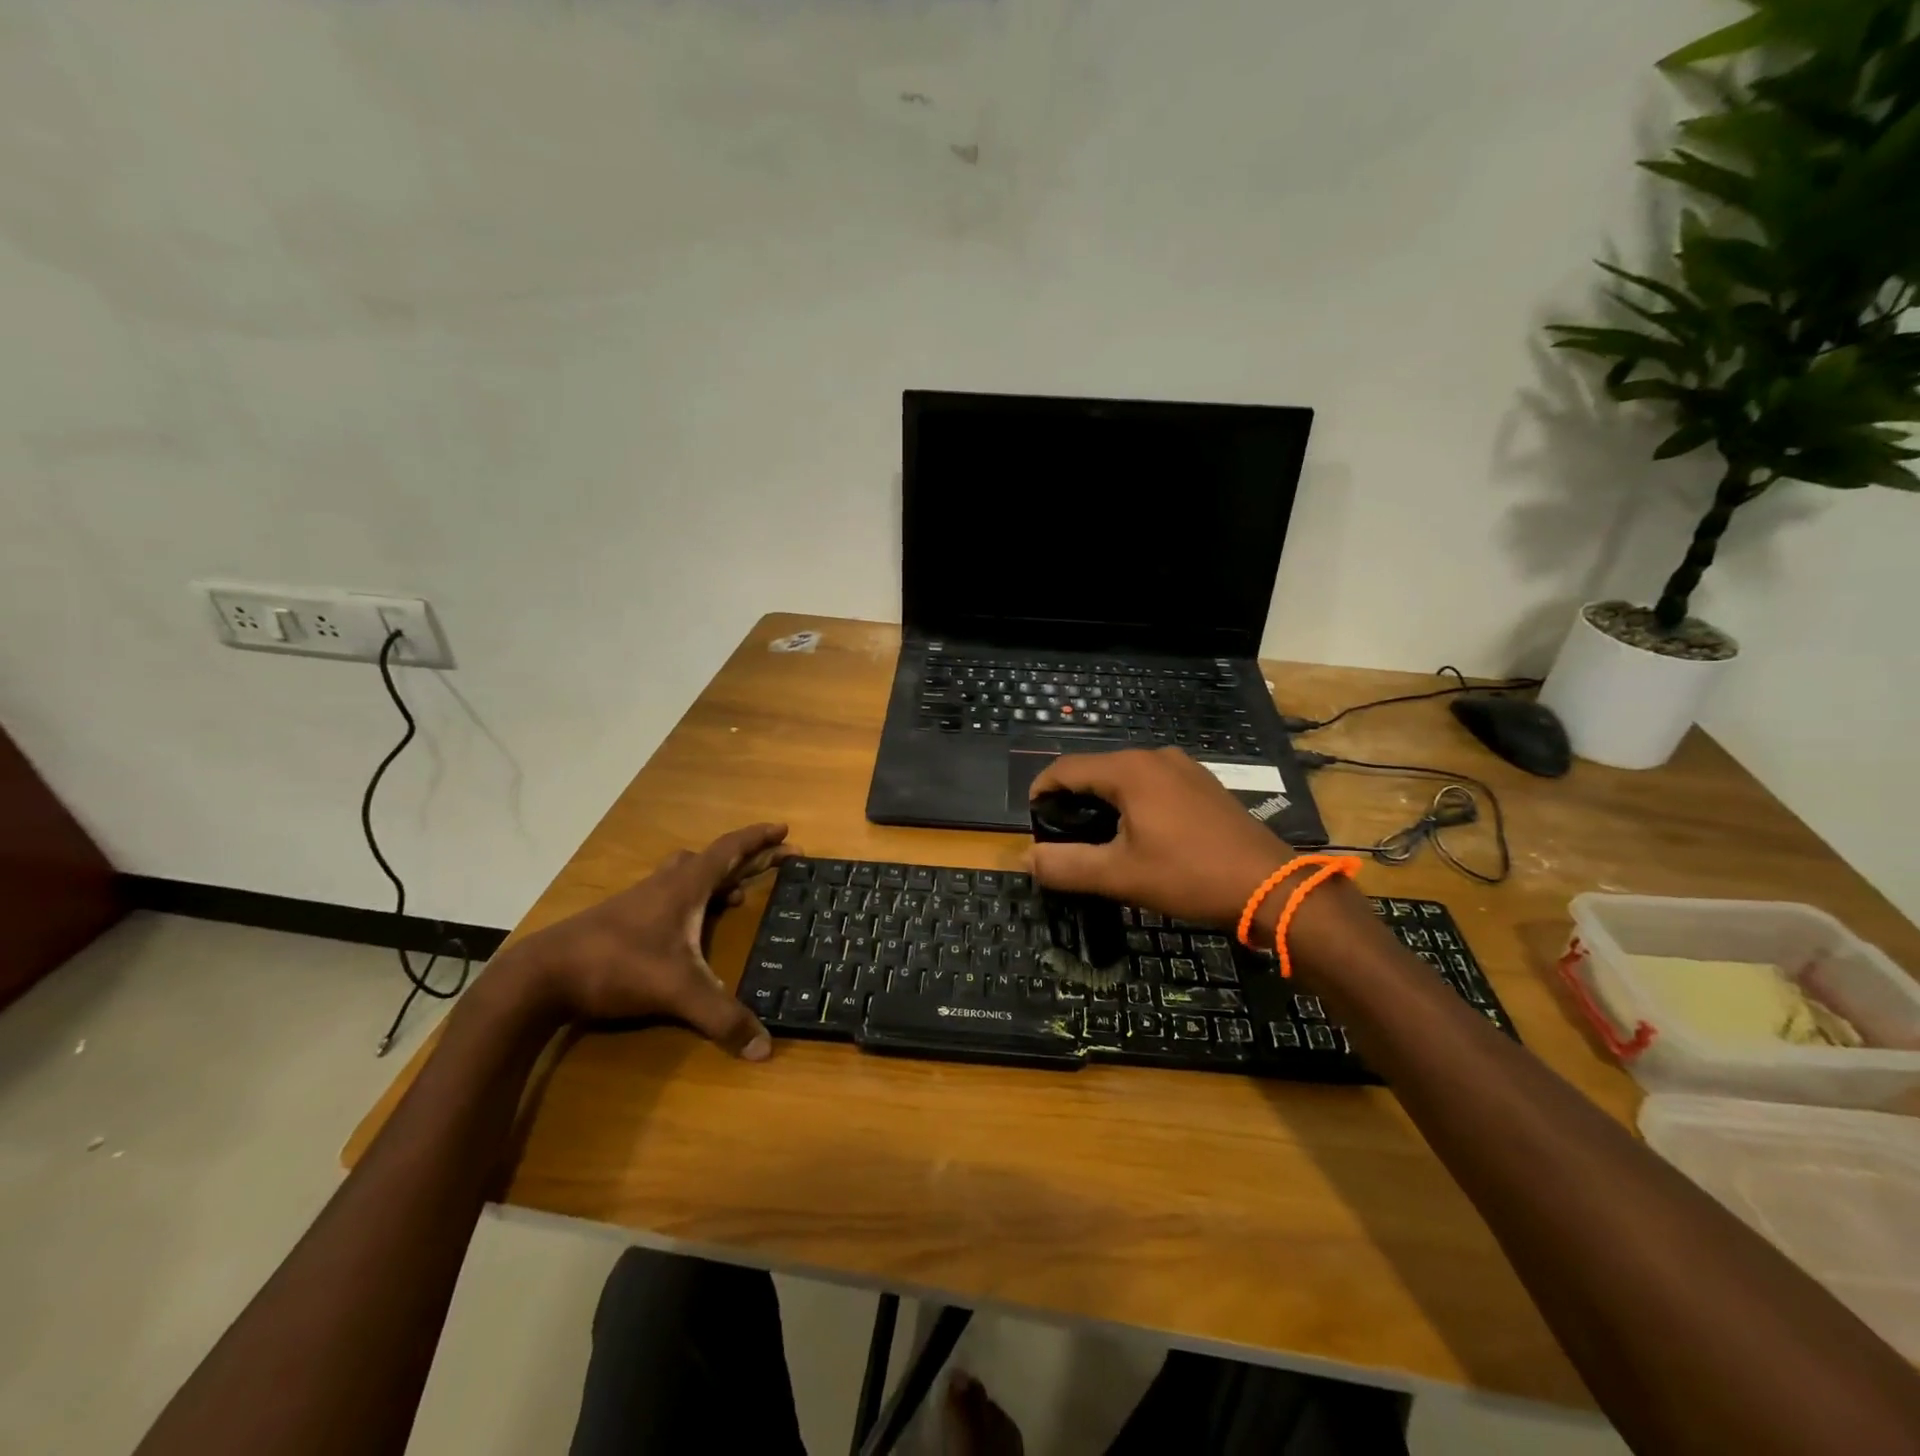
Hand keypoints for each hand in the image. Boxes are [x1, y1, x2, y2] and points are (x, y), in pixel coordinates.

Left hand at [515, 823, 792, 1058]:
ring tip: (738, 895)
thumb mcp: (677, 992)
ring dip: (716, 878)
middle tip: (774, 863)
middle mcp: (665, 885)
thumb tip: (765, 1049)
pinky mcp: (623, 919)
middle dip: (746, 858)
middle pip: (712, 859)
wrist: (541, 976)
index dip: (758, 838)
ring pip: (686, 875)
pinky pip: (669, 895)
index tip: (784, 830)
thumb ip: (722, 1018)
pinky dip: (693, 900)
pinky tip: (692, 928)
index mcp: (685, 887)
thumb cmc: (617, 966)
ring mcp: (640, 900)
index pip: (729, 849)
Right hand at [1028, 748, 1292, 925]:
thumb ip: (1066, 865)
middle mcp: (1155, 757)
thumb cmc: (1188, 876)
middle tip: (1061, 833)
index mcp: (1130, 770)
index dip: (1042, 789)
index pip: (1067, 768)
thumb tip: (1028, 859)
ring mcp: (1184, 768)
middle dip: (1073, 797)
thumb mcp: (1119, 875)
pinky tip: (1137, 832)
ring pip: (1125, 777)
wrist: (1270, 887)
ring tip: (1095, 836)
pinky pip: (1152, 784)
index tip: (1031, 818)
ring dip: (1103, 801)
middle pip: (1096, 769)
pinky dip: (1133, 801)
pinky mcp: (1203, 784)